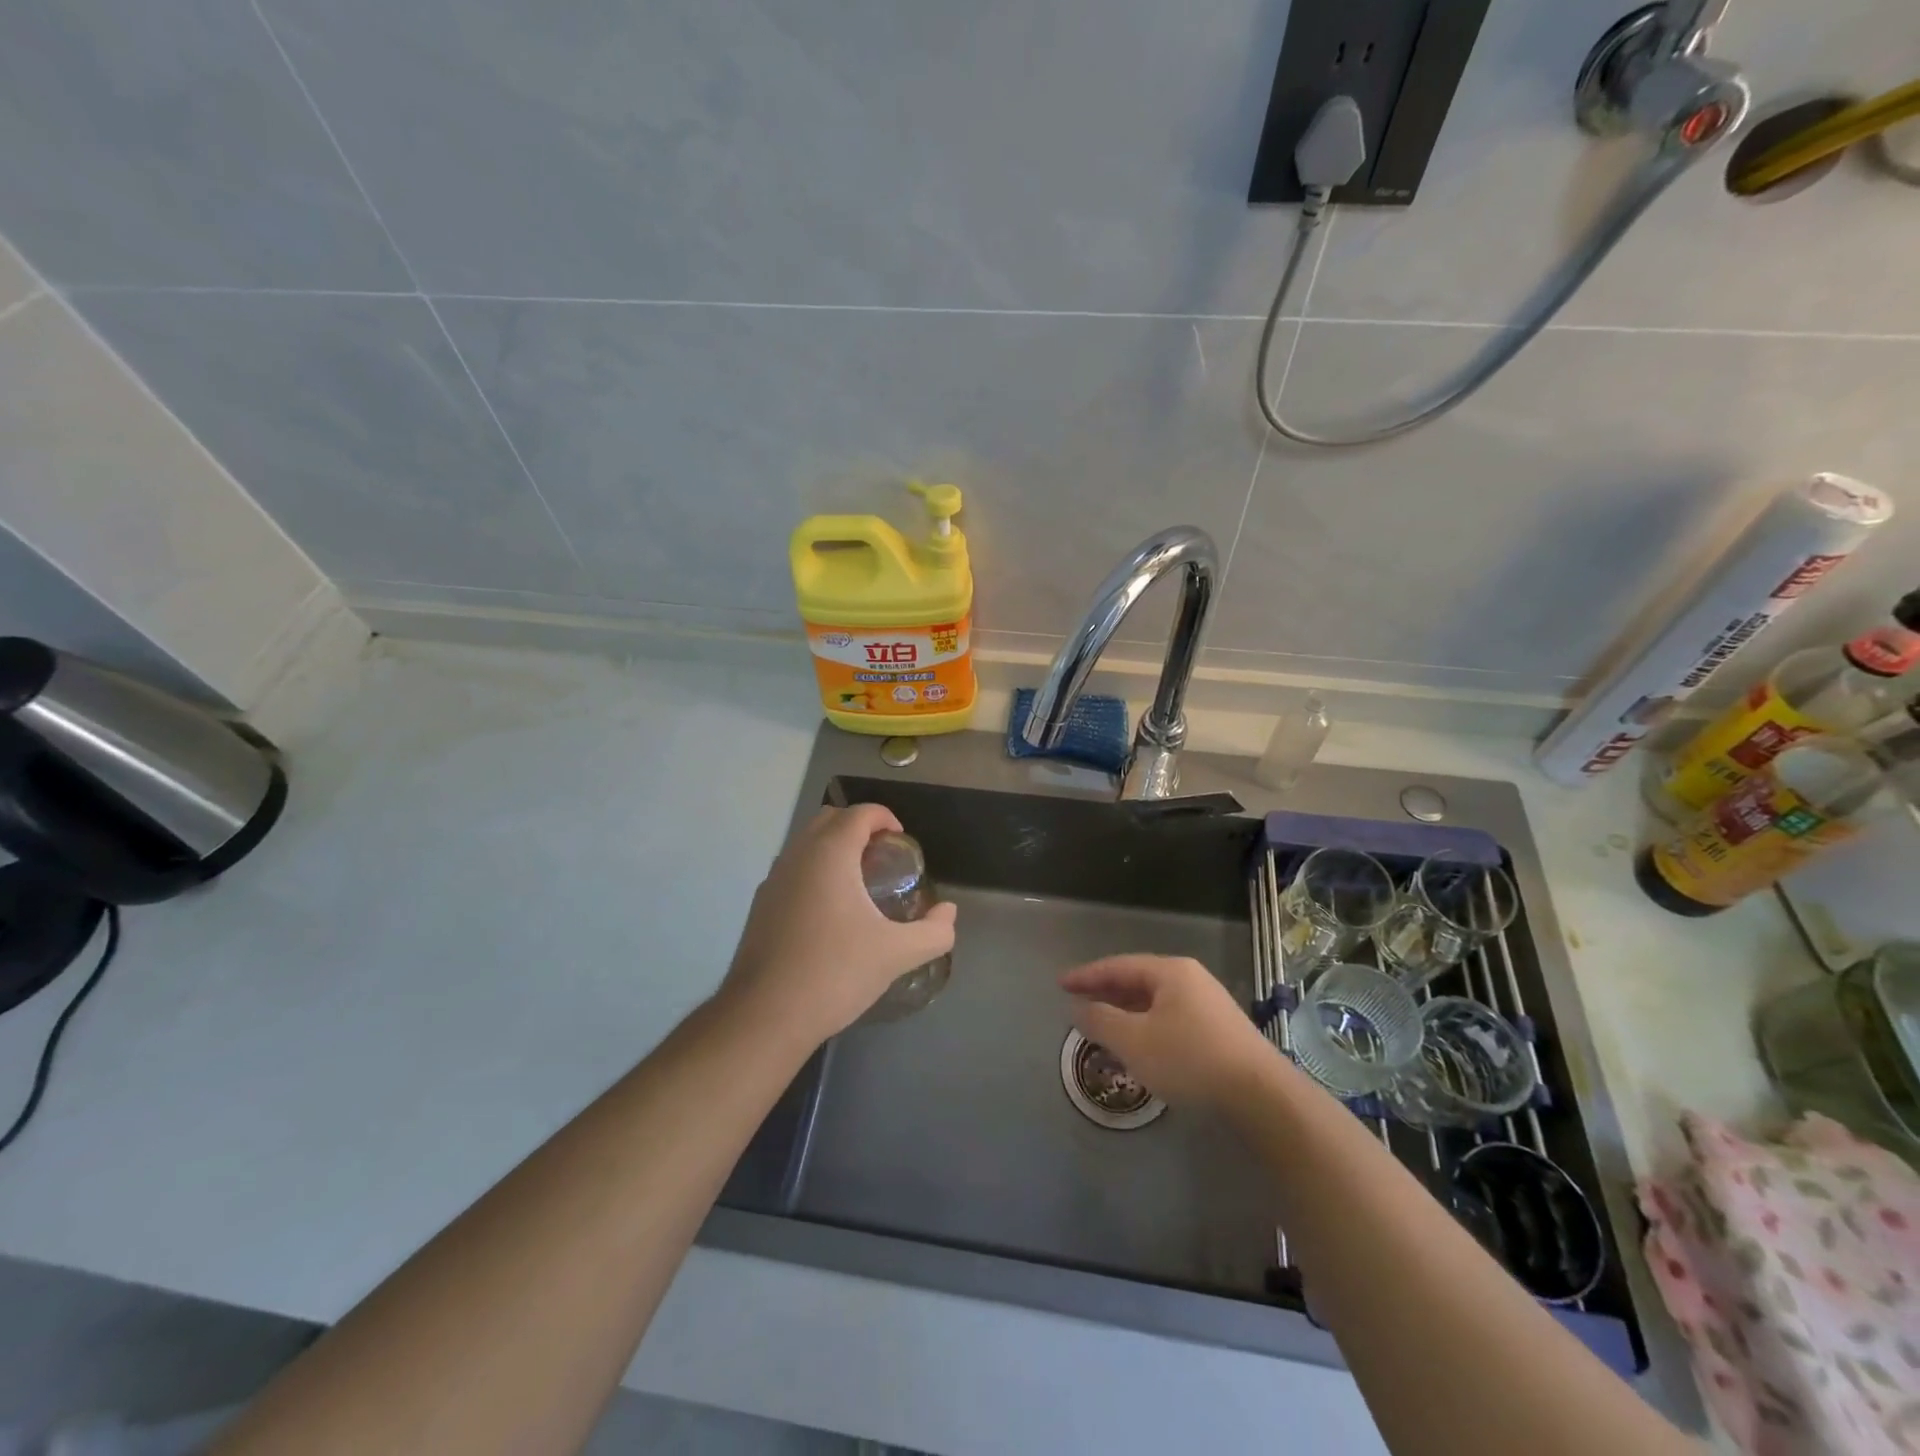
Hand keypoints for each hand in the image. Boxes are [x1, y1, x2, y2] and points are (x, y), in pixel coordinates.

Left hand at [721, 803, 956, 1046]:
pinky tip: (829, 914)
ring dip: (834, 849)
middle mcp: (798, 855)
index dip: (885, 818)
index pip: (860, 812)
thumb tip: (949, 912)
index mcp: (830, 854)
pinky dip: (814, 872)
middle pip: (830, 818)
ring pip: (807, 844)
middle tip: (883, 859)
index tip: (902, 843)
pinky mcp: (760, 905)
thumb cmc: (835, 973)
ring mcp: (773, 879)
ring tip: (859, 885)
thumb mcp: (897, 954)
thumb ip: (934, 931)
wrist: (765, 1016)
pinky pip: (792, 870)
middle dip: (859, 827)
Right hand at [1060, 954, 1276, 1107]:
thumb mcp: (1134, 1041)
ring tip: (1102, 1030)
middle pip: (1138, 982)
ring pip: (1155, 1004)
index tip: (1061, 985)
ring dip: (1125, 1015)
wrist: (1262, 1097)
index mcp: (1170, 972)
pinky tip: (1138, 1049)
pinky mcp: (1219, 1032)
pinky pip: (1170, 1020)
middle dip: (1106, 995)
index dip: (1086, 976)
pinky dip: (1146, 1028)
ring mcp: (1208, 1005)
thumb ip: (1100, 1022)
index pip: (1118, 966)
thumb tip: (1079, 1009)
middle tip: (1078, 1006)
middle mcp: (1190, 980)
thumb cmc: (1190, 1060)